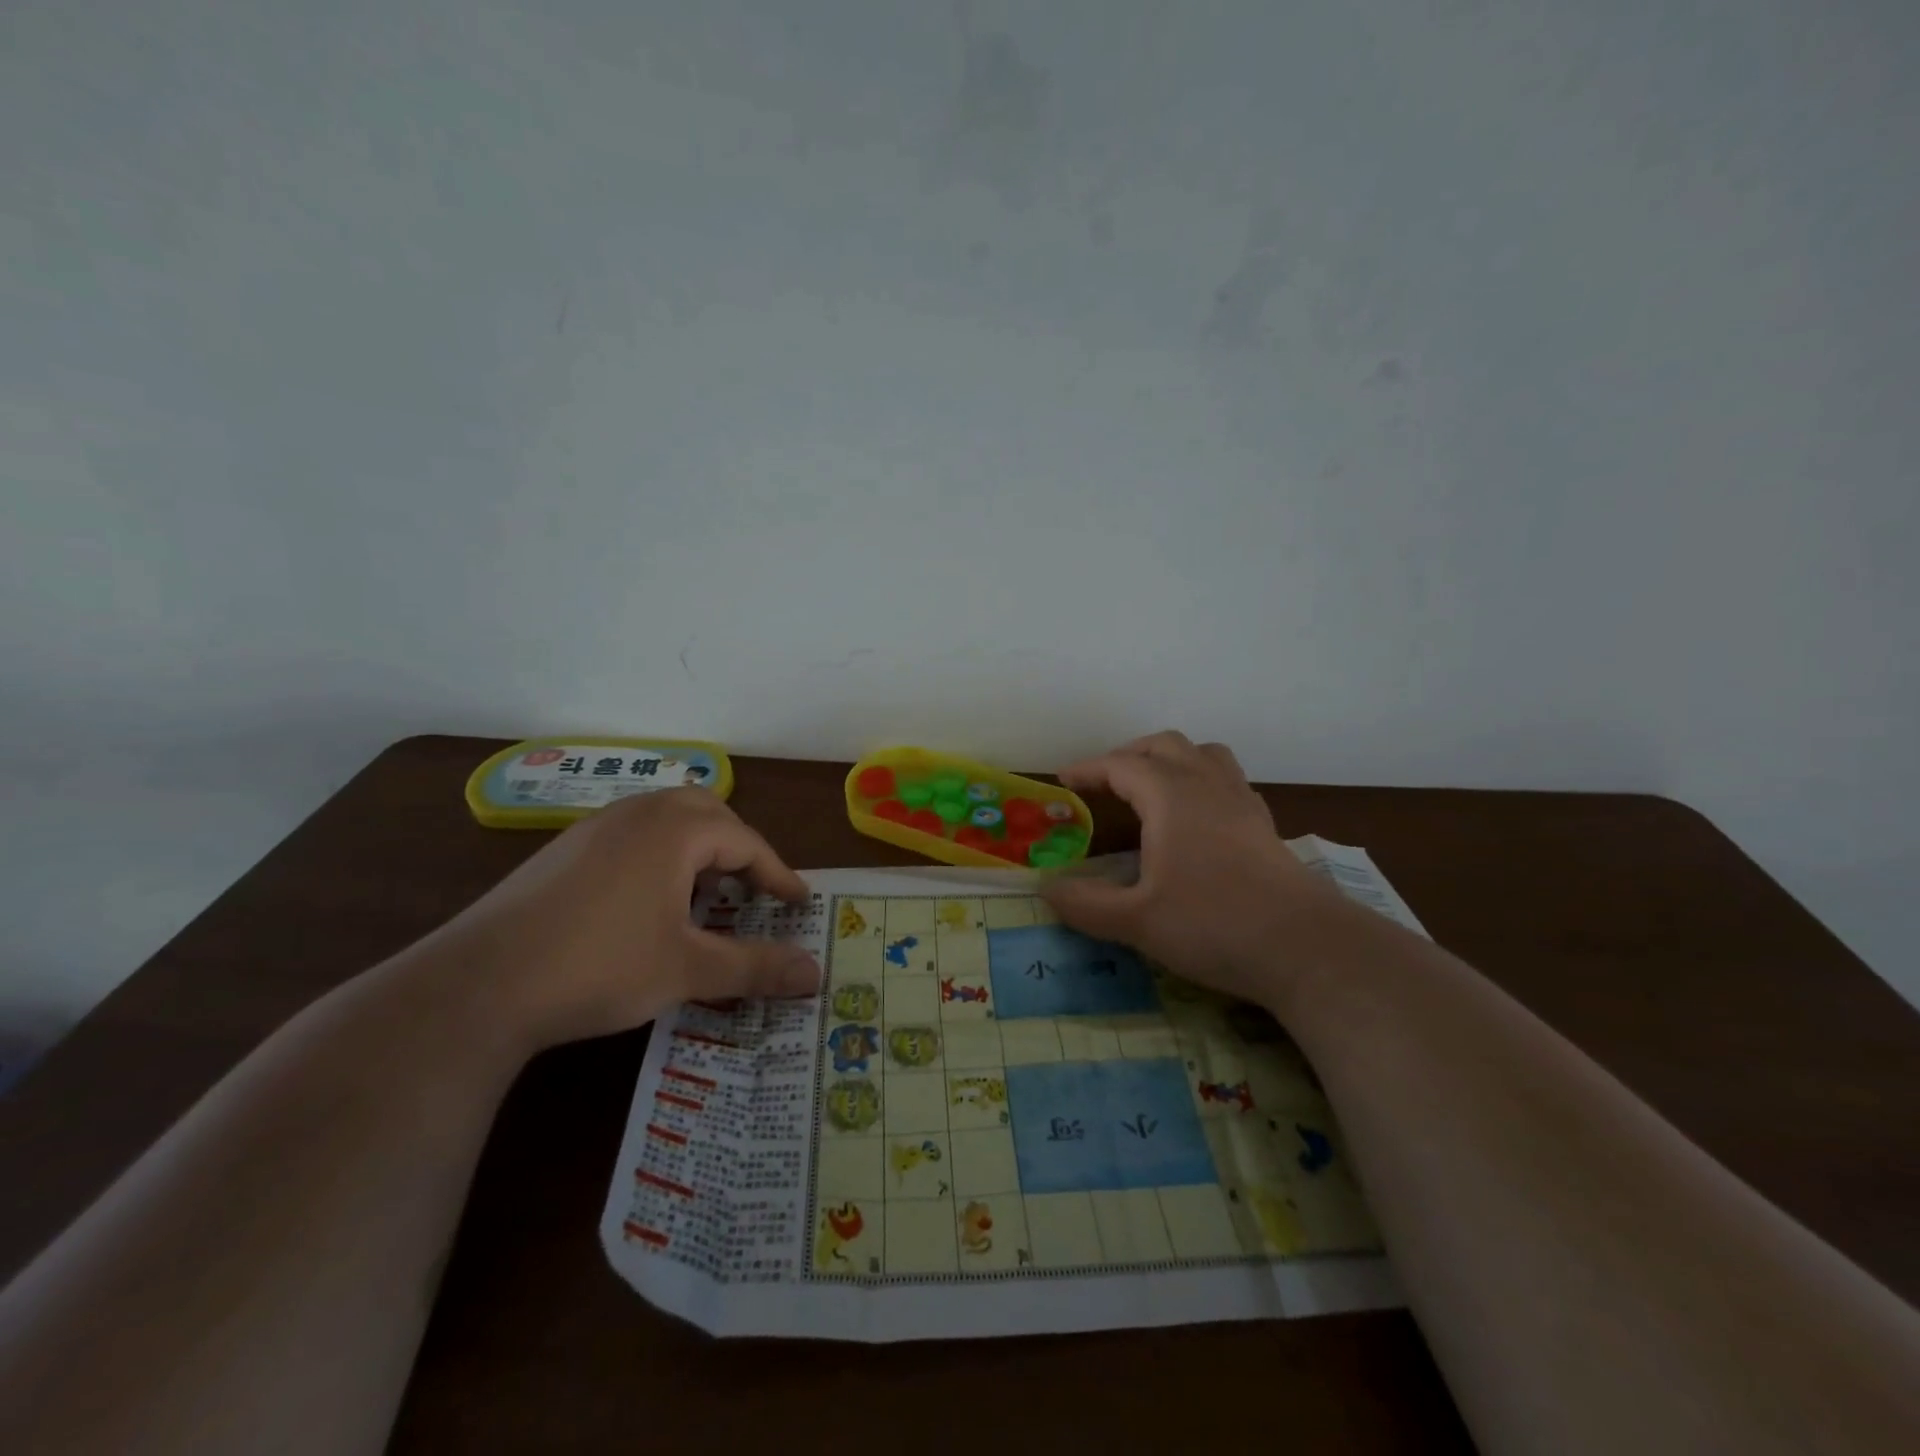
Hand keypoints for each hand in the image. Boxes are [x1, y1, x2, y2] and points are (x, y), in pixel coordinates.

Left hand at [435, 788, 820, 1050]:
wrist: (477, 984)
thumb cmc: (599, 967)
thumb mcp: (687, 970)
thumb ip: (756, 967)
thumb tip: (817, 973)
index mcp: (675, 829)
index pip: (747, 842)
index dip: (778, 875)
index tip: (797, 904)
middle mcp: (638, 813)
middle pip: (709, 813)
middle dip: (739, 849)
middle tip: (753, 891)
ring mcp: (595, 827)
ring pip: (667, 819)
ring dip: (698, 849)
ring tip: (704, 895)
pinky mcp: (564, 849)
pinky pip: (632, 835)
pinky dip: (660, 856)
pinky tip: (648, 903)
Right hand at [1042, 732, 1356, 1012]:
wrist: (1305, 947)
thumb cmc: (1212, 925)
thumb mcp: (1136, 921)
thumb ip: (1085, 904)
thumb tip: (1045, 889)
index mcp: (1170, 797)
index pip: (1121, 765)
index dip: (1088, 769)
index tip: (1063, 780)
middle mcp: (1206, 786)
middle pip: (1165, 746)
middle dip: (1128, 755)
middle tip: (1103, 782)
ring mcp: (1242, 803)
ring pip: (1204, 755)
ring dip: (1171, 760)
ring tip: (1151, 788)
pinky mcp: (1264, 825)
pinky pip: (1227, 780)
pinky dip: (1201, 781)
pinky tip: (1196, 818)